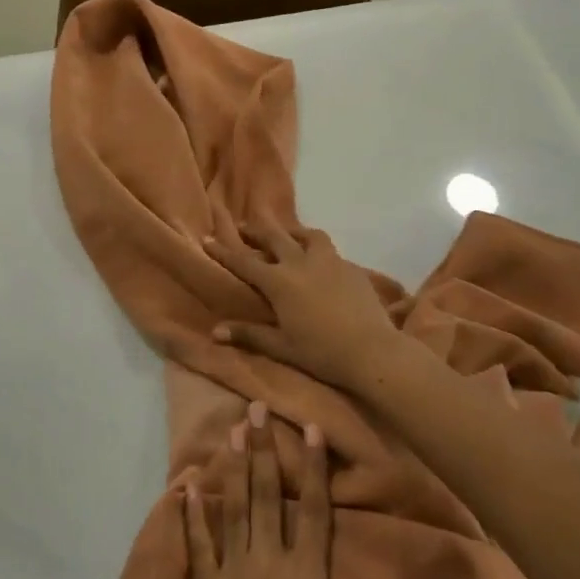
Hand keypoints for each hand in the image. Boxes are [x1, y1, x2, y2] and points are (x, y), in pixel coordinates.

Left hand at [183, 403, 448, 578]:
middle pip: (267, 496)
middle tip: (256, 408)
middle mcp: (268, 567)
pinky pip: (197, 546)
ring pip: (233, 510)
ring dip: (232, 468)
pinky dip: (191, 515)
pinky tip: (186, 486)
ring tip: (231, 431)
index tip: (309, 429)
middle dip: (263, 449)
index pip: (314, 511)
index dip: (313, 468)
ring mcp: (232, 577)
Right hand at [205, 226, 400, 392]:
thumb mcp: (281, 346)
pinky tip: (319, 260)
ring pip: (307, 235)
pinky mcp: (351, 267)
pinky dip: (317, 249)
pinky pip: (329, 250)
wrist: (372, 351)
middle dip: (255, 230)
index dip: (224, 251)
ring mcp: (329, 261)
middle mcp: (301, 263)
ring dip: (292, 231)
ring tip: (286, 234)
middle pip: (274, 237)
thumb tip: (215, 331)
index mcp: (279, 282)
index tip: (208, 238)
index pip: (244, 262)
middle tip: (242, 225)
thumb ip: (249, 334)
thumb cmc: (321, 352)